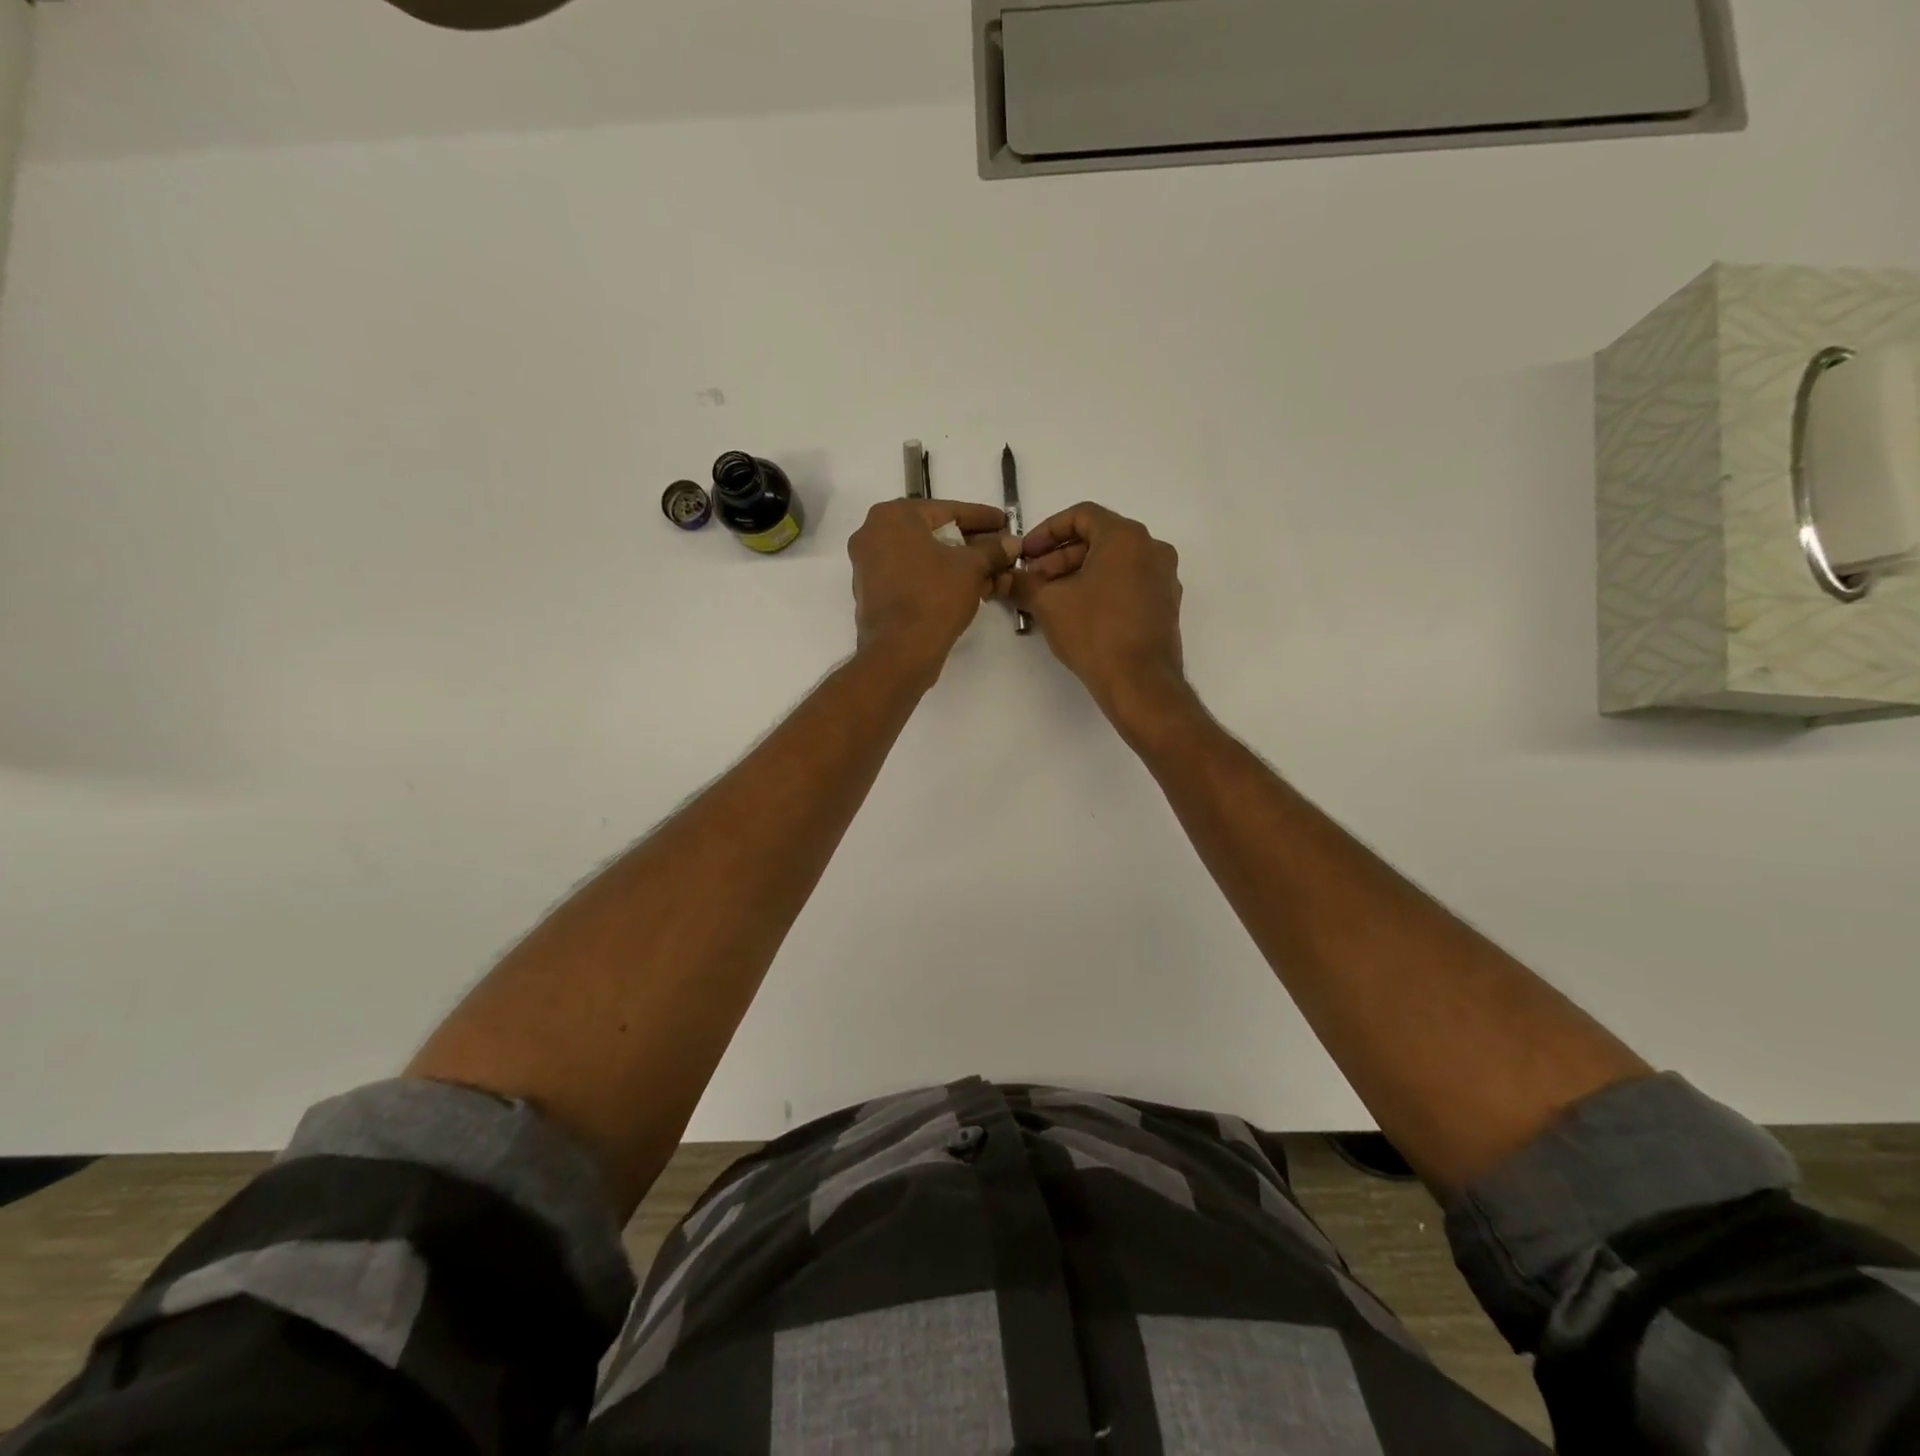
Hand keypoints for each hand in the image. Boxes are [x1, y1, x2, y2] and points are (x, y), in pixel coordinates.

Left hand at [849, 499, 1019, 678]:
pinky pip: (911, 577)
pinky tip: (966, 590)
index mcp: (893, 516)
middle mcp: (873, 533)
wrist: (900, 651)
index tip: (1005, 522)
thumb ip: (993, 550)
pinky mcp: (871, 593)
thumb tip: (1011, 543)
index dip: (982, 518)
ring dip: (957, 565)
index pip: (948, 510)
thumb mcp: (972, 568)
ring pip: (923, 557)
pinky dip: (937, 580)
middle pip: (933, 534)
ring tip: (990, 575)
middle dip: (970, 545)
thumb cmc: (935, 596)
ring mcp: (867, 565)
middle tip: (999, 552)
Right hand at [1012, 502, 1187, 721]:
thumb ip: (1023, 583)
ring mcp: (1163, 577)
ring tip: (1049, 598)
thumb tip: (1003, 578)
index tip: (1026, 553)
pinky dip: (1100, 588)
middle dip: (1059, 557)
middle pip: (1098, 538)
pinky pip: (1127, 583)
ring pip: (1113, 562)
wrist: (1140, 682)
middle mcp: (1151, 549)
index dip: (1046, 531)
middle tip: (1032, 579)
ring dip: (1077, 573)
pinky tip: (1076, 612)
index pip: (1081, 515)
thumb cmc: (1094, 633)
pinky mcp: (1165, 604)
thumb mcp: (1048, 604)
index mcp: (1126, 537)